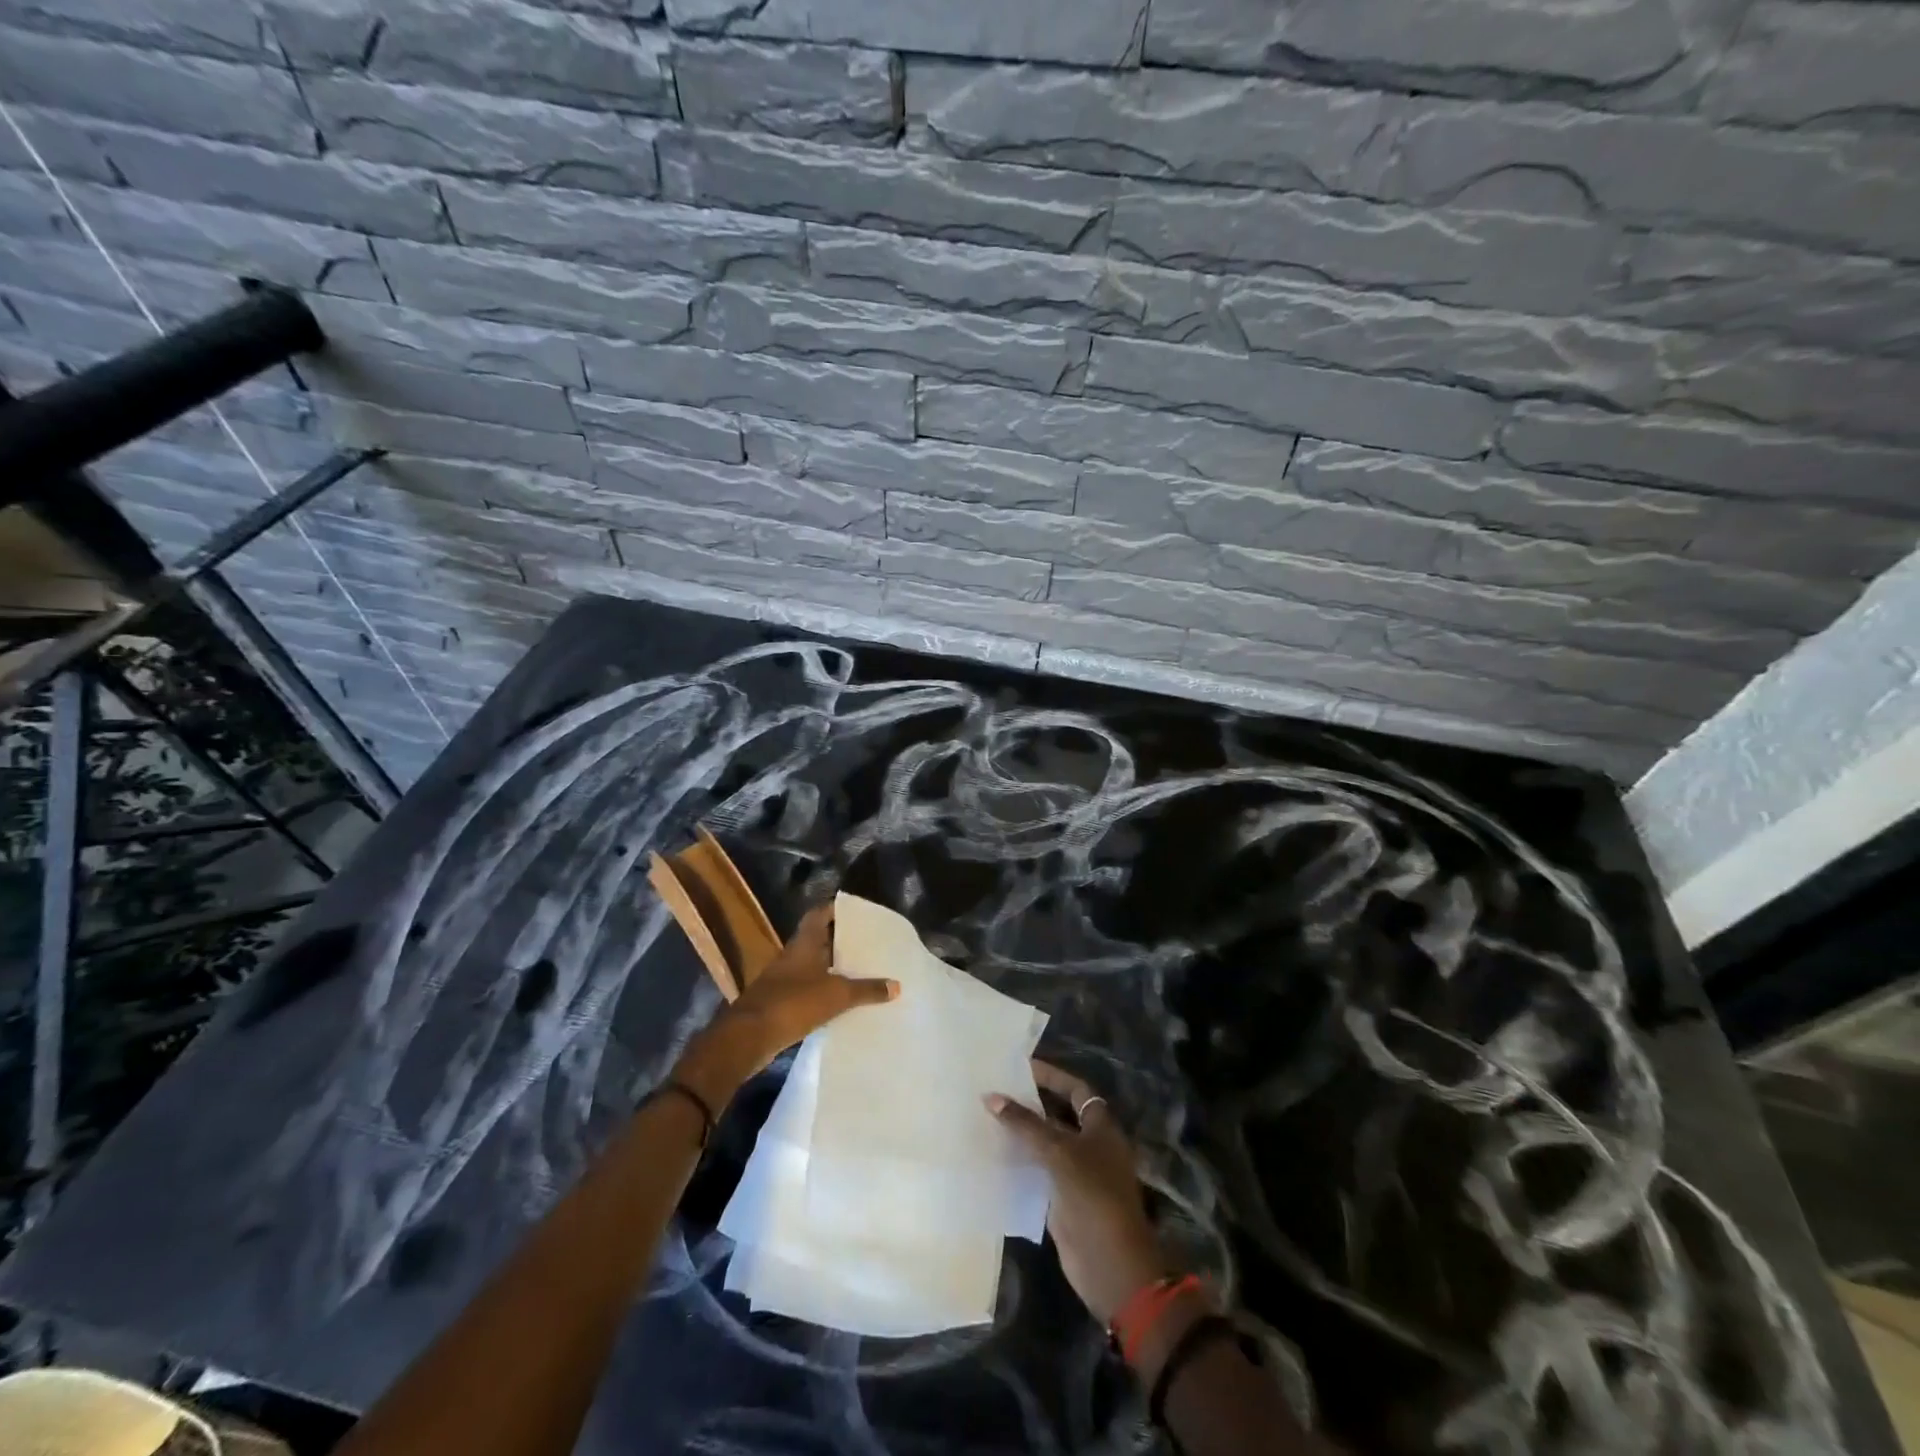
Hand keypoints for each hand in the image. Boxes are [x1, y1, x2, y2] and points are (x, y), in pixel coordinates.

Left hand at [675, 902, 897, 1107]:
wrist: (748, 1037)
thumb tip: (896, 985)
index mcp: (804, 943)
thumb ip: (867, 989)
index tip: (859, 911)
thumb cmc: (793, 1003)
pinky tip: (841, 1000)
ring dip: (832, 967)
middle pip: (818, 939)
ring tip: (860, 970)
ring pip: (813, 965)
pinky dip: (823, 990)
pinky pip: (807, 988)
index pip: (820, 913)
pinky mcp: (780, 1001)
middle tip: (867, 942)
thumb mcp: (837, 995)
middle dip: (840, 940)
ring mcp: (783, 979)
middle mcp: (792, 955)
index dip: (837, 908)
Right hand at [989, 1060, 1166, 1324]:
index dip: (1051, 1076)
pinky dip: (1019, 1162)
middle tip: (996, 1090)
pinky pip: (1038, 1172)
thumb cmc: (1093, 1197)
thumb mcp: (1059, 1154)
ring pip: (1045, 1144)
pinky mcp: (1063, 1199)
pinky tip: (992, 1154)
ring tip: (986, 1117)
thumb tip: (991, 1097)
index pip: (1075, 1089)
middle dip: (1031, 1104)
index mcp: (1101, 1127)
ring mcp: (1077, 1174)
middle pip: (1058, 1115)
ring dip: (1021, 1133)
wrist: (1111, 1266)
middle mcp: (1091, 1146)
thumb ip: (1025, 1125)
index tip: (1020, 1067)